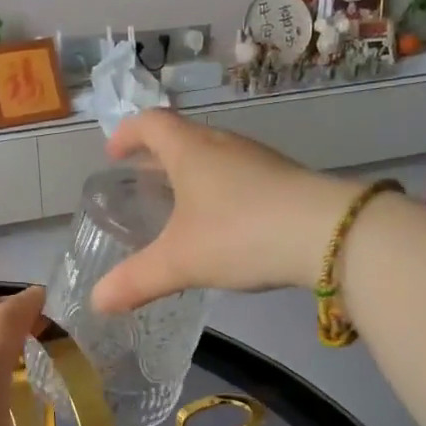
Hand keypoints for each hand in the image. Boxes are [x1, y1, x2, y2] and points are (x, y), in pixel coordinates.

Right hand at [91, 111, 357, 312]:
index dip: (127, 134)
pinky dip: (220, 191)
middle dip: (157, 157)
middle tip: (141, 182)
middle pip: (184, 137)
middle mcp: (224, 145)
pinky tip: (224, 224)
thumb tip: (97, 301)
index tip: (112, 153)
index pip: (151, 124)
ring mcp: (259, 161)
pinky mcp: (285, 181)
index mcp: (191, 150)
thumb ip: (136, 280)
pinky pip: (240, 177)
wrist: (328, 234)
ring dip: (191, 174)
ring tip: (179, 204)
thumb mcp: (180, 261)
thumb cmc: (241, 233)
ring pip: (214, 157)